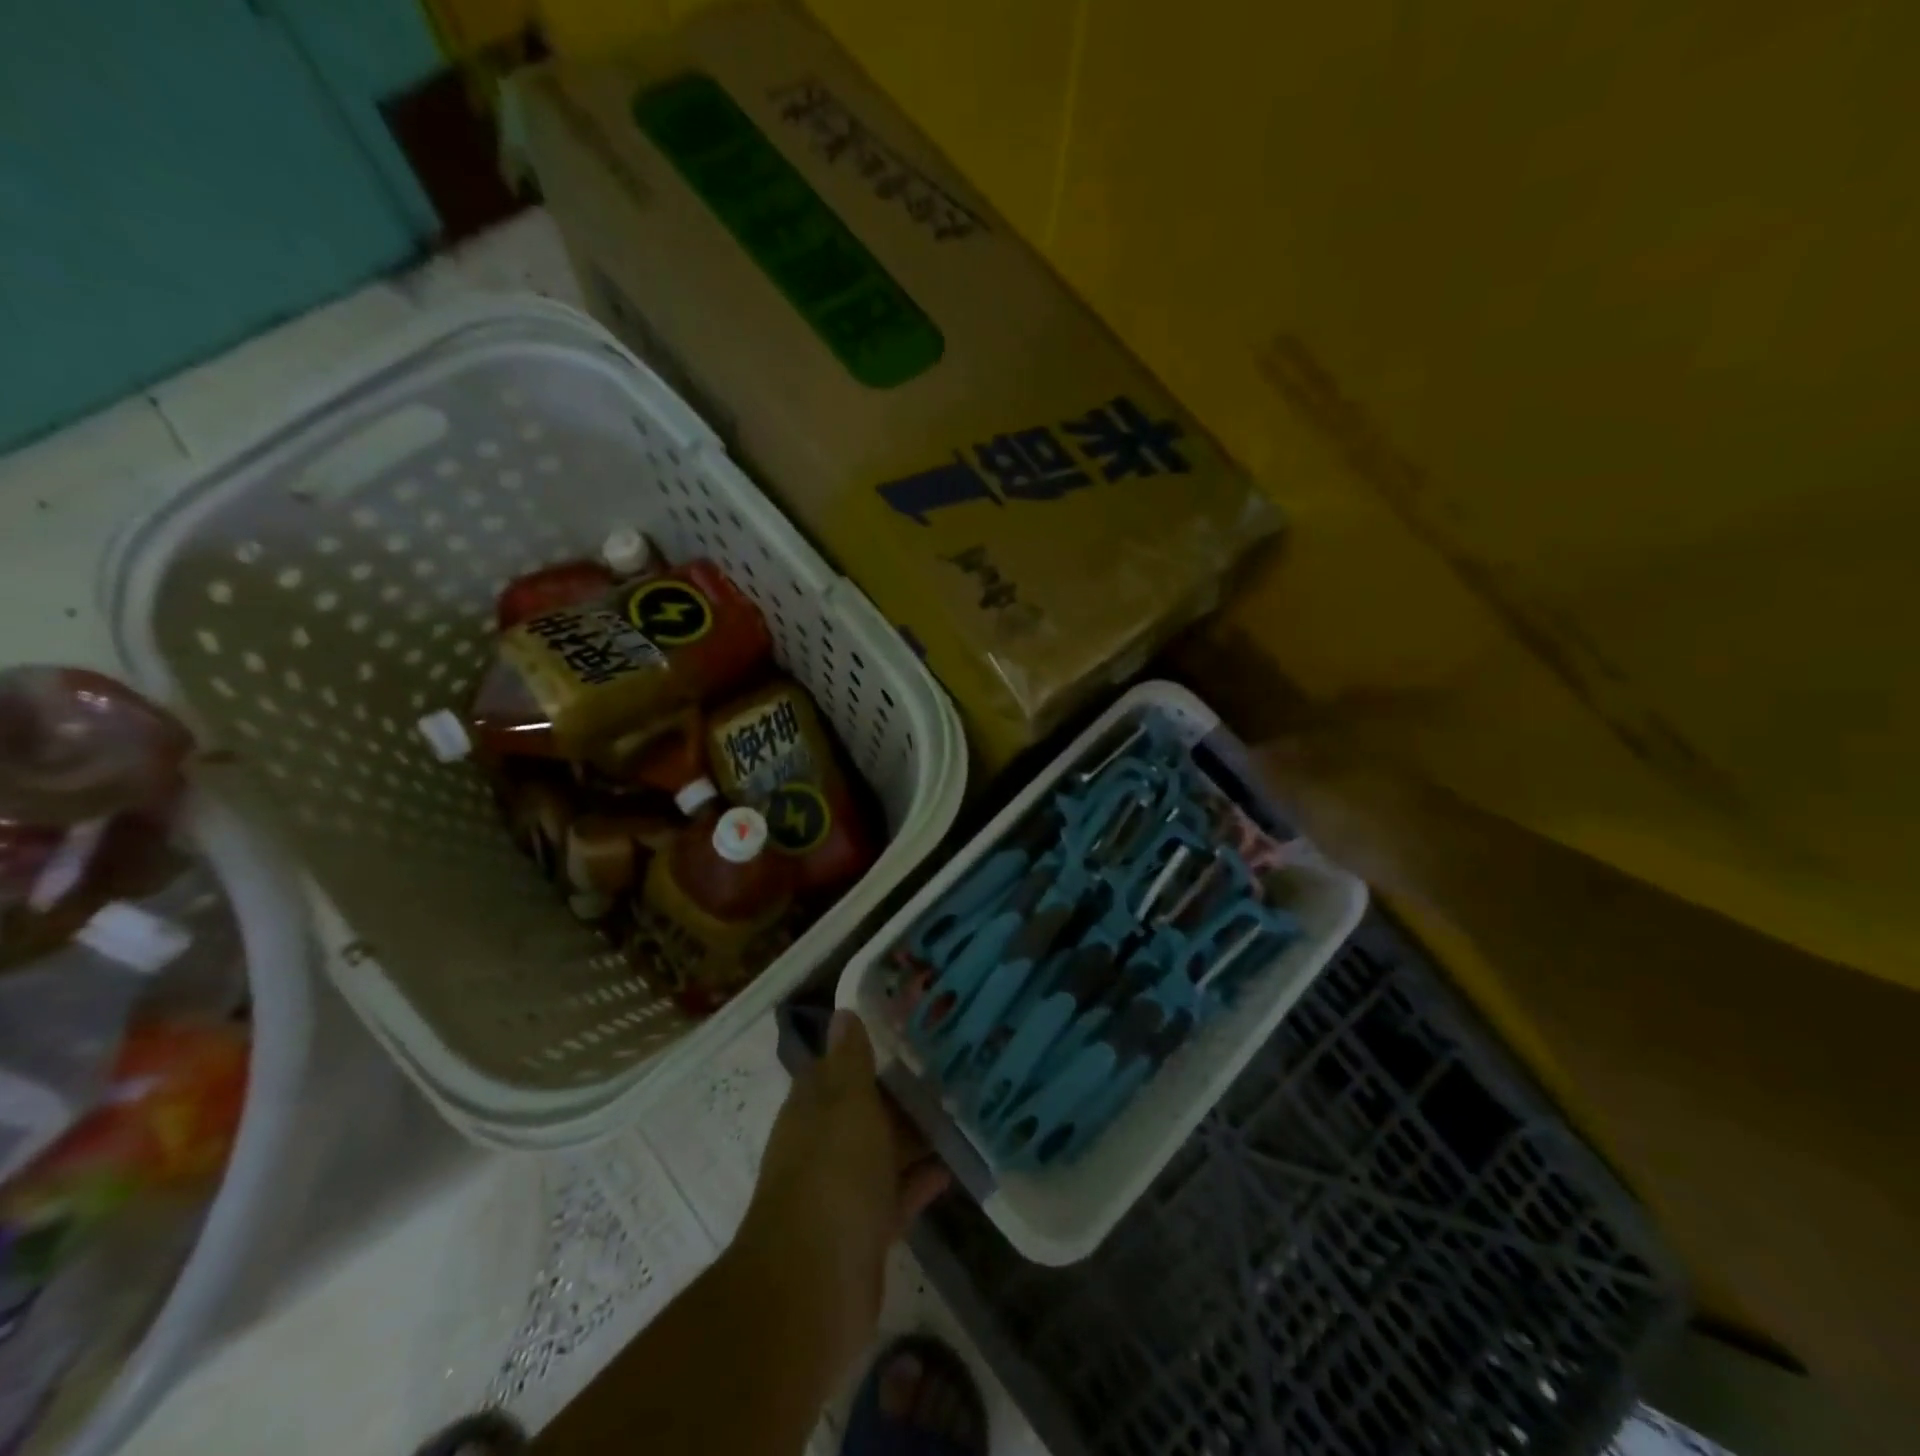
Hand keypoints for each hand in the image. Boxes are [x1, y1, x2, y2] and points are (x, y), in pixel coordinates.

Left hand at [732, 1011, 949, 1382]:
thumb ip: (851, 1061)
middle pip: (866, 1110)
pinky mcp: (866, 1231)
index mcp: (813, 1108)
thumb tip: (843, 1012)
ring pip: (884, 1152)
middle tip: (954, 1068)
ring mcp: (844, 1190)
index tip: (911, 1029)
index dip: (870, 1048)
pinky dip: (922, 1180)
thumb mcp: (846, 1104)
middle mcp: (824, 1144)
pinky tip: (957, 1165)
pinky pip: (899, 1195)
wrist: (812, 1290)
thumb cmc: (831, 1177)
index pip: (839, 1067)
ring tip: (965, 1112)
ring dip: (917, 1136)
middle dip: (902, 1093)